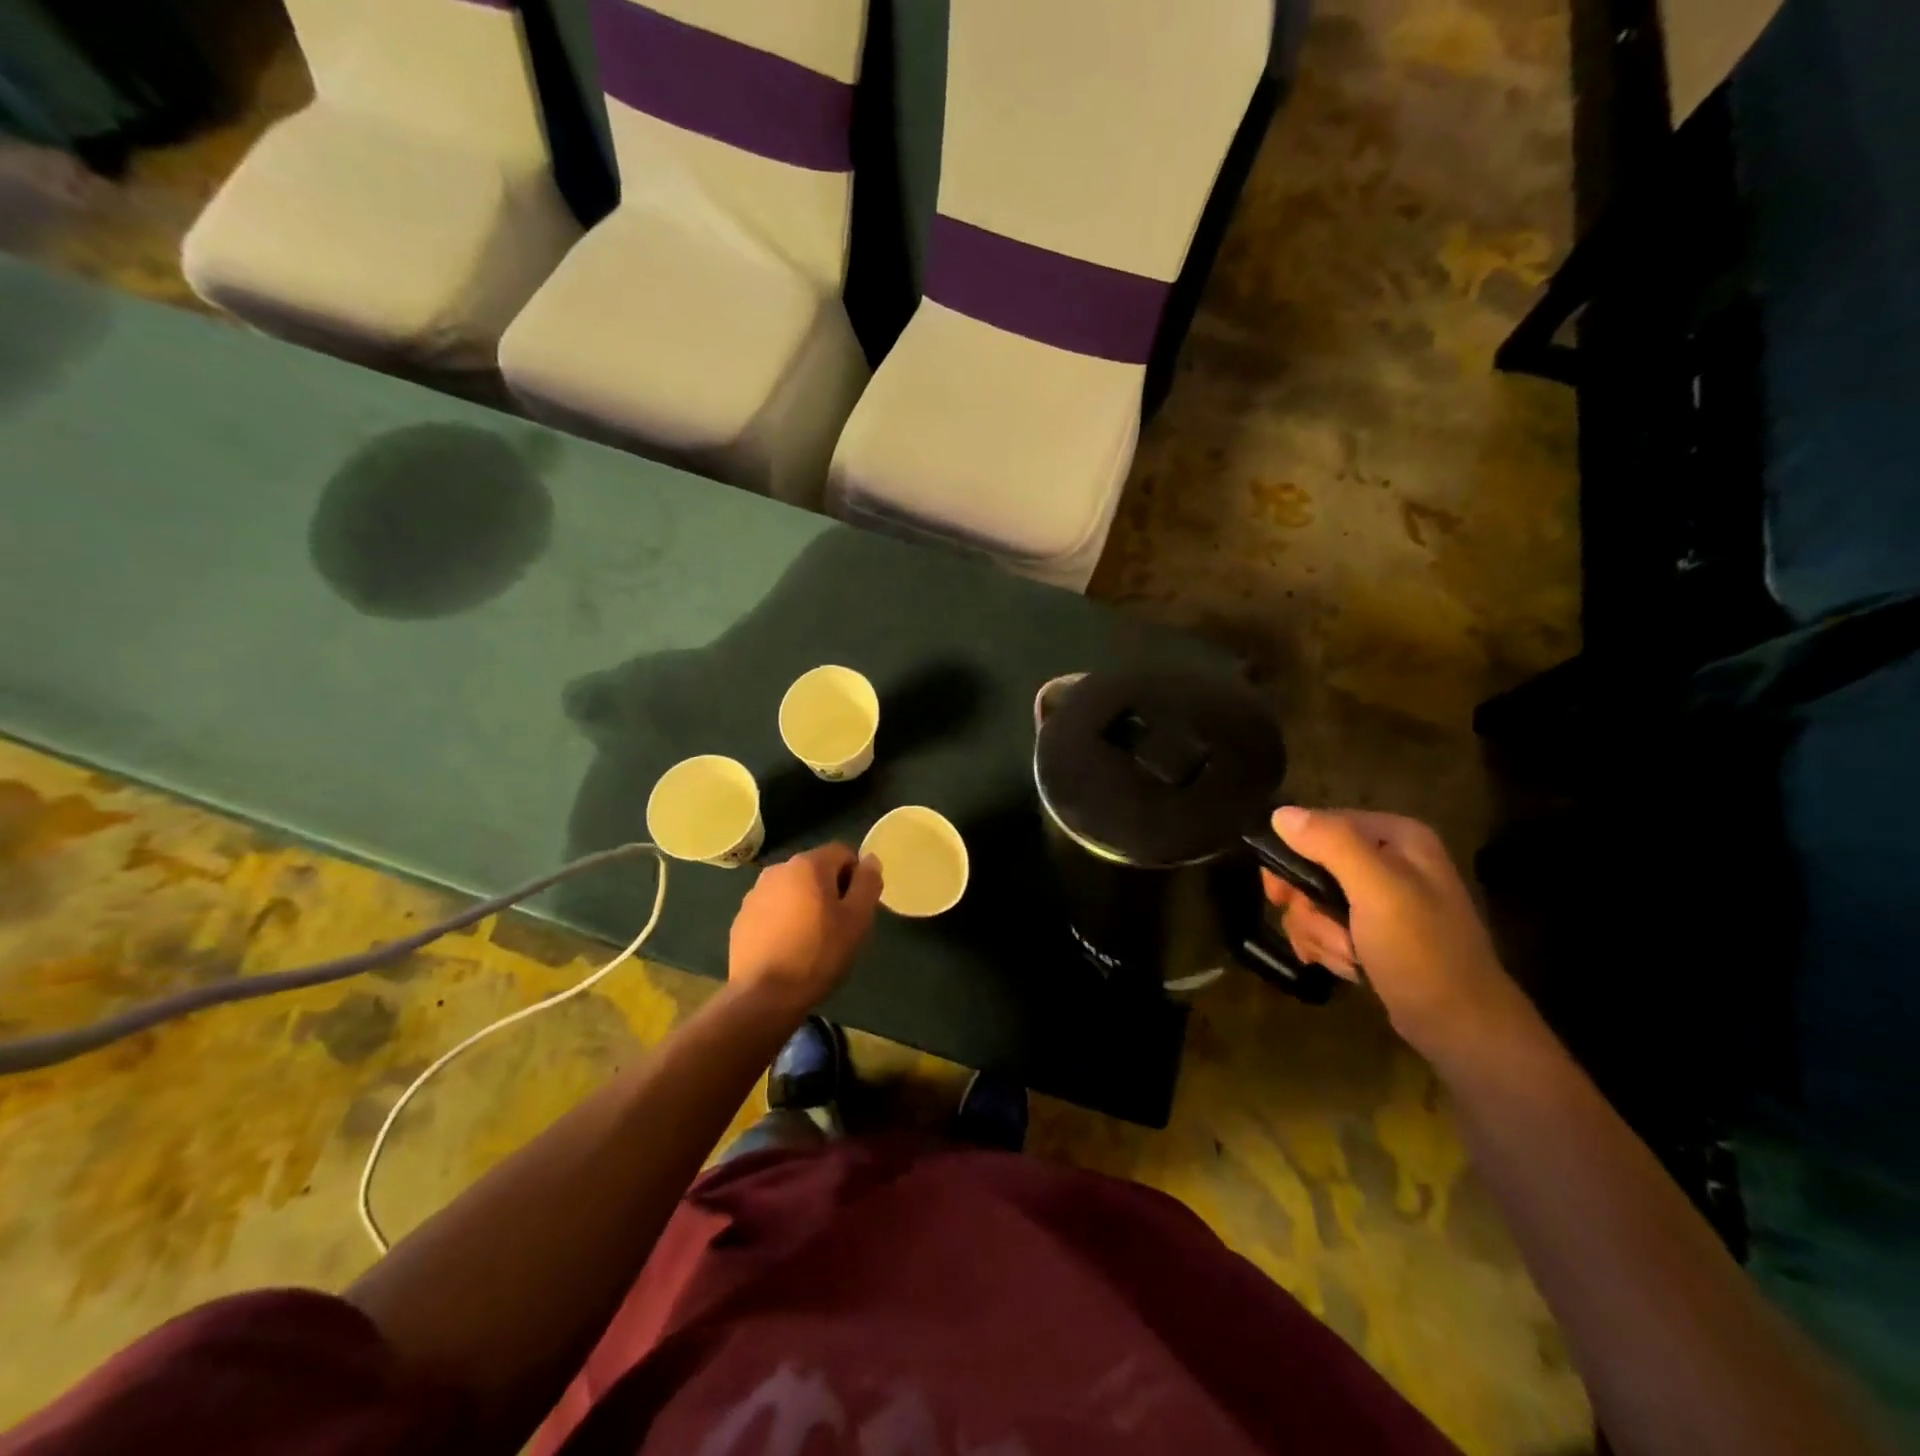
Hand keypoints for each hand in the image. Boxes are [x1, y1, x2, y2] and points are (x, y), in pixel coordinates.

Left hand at [728, 844, 882, 1013]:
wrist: (764, 996)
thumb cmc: (819, 953)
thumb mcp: (857, 919)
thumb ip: (868, 883)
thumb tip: (869, 860)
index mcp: (808, 864)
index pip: (843, 852)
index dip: (856, 876)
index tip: (857, 907)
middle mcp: (778, 869)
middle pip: (816, 869)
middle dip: (831, 889)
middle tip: (839, 925)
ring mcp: (755, 893)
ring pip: (793, 889)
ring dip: (806, 904)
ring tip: (813, 939)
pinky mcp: (742, 918)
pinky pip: (773, 909)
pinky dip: (784, 919)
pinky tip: (789, 948)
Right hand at [1261, 808, 1528, 1056]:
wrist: (1460, 1026)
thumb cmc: (1421, 951)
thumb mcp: (1377, 890)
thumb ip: (1331, 844)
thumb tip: (1279, 814)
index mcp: (1396, 837)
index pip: (1318, 825)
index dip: (1293, 858)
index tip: (1282, 894)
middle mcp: (1388, 859)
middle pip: (1310, 865)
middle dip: (1308, 905)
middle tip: (1322, 930)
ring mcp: (1380, 898)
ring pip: (1312, 899)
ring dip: (1317, 932)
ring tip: (1346, 956)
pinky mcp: (1372, 931)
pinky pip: (1325, 925)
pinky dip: (1327, 947)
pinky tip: (1347, 966)